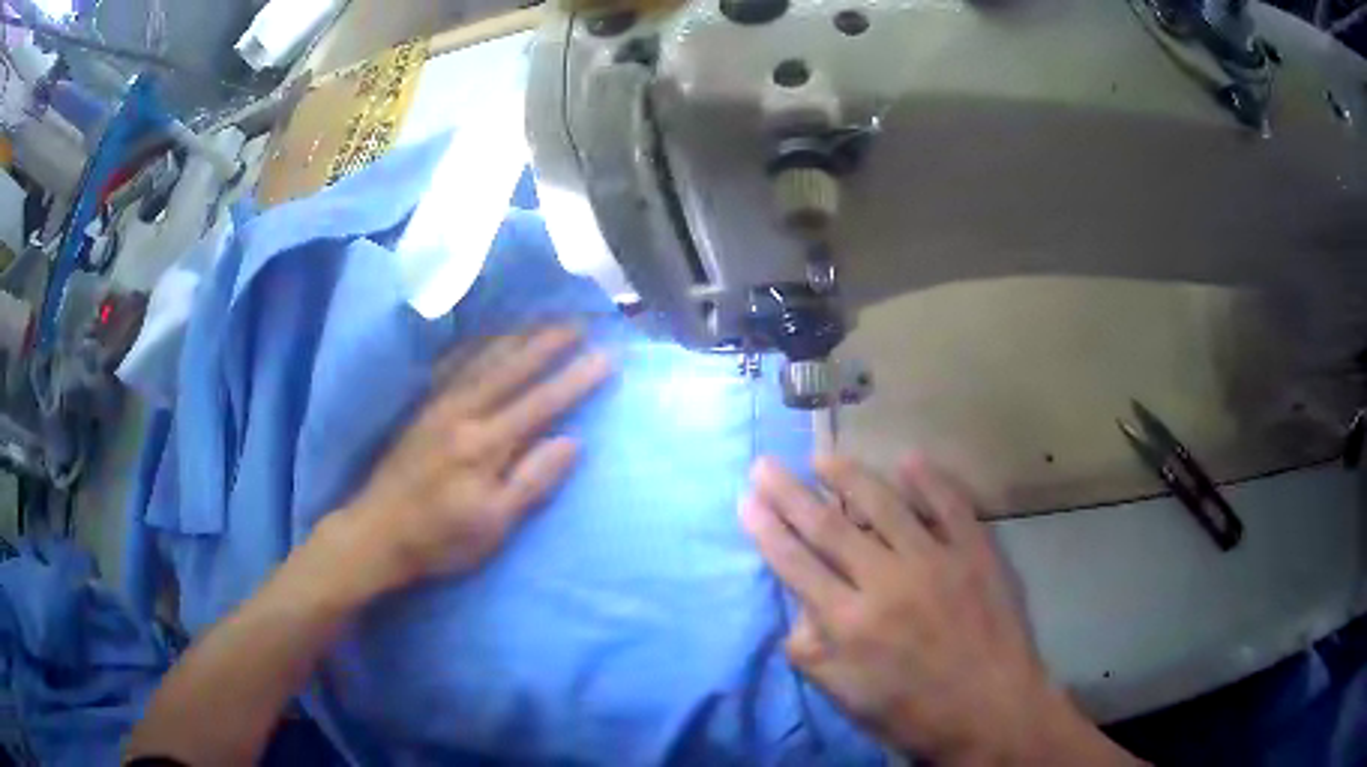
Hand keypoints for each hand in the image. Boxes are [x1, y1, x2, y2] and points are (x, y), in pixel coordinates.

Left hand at [330, 325, 612, 597]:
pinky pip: (453, 365)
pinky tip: (485, 335)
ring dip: (516, 335)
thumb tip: (572, 442)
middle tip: (579, 320)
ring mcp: (439, 406)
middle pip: (512, 369)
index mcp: (485, 445)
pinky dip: (474, 345)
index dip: (575, 380)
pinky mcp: (422, 408)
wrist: (376, 533)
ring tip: (542, 317)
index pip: (540, 403)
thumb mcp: (493, 525)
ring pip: (483, 359)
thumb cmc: (440, 538)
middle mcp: (463, 413)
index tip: (606, 356)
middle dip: (548, 343)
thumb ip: (532, 481)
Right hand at [741, 455, 1137, 764]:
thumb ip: (814, 656)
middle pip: (828, 527)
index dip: (767, 531)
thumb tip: (799, 614)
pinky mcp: (976, 552)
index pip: (796, 565)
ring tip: (823, 456)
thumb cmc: (916, 714)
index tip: (747, 500)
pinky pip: (950, 506)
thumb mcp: (849, 700)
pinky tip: (910, 460)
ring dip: (850, 476)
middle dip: (790, 493)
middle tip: (766, 464)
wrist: (995, 710)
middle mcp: (886, 582)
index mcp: (850, 623)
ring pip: (884, 505)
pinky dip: (930, 480)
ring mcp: (936, 561)